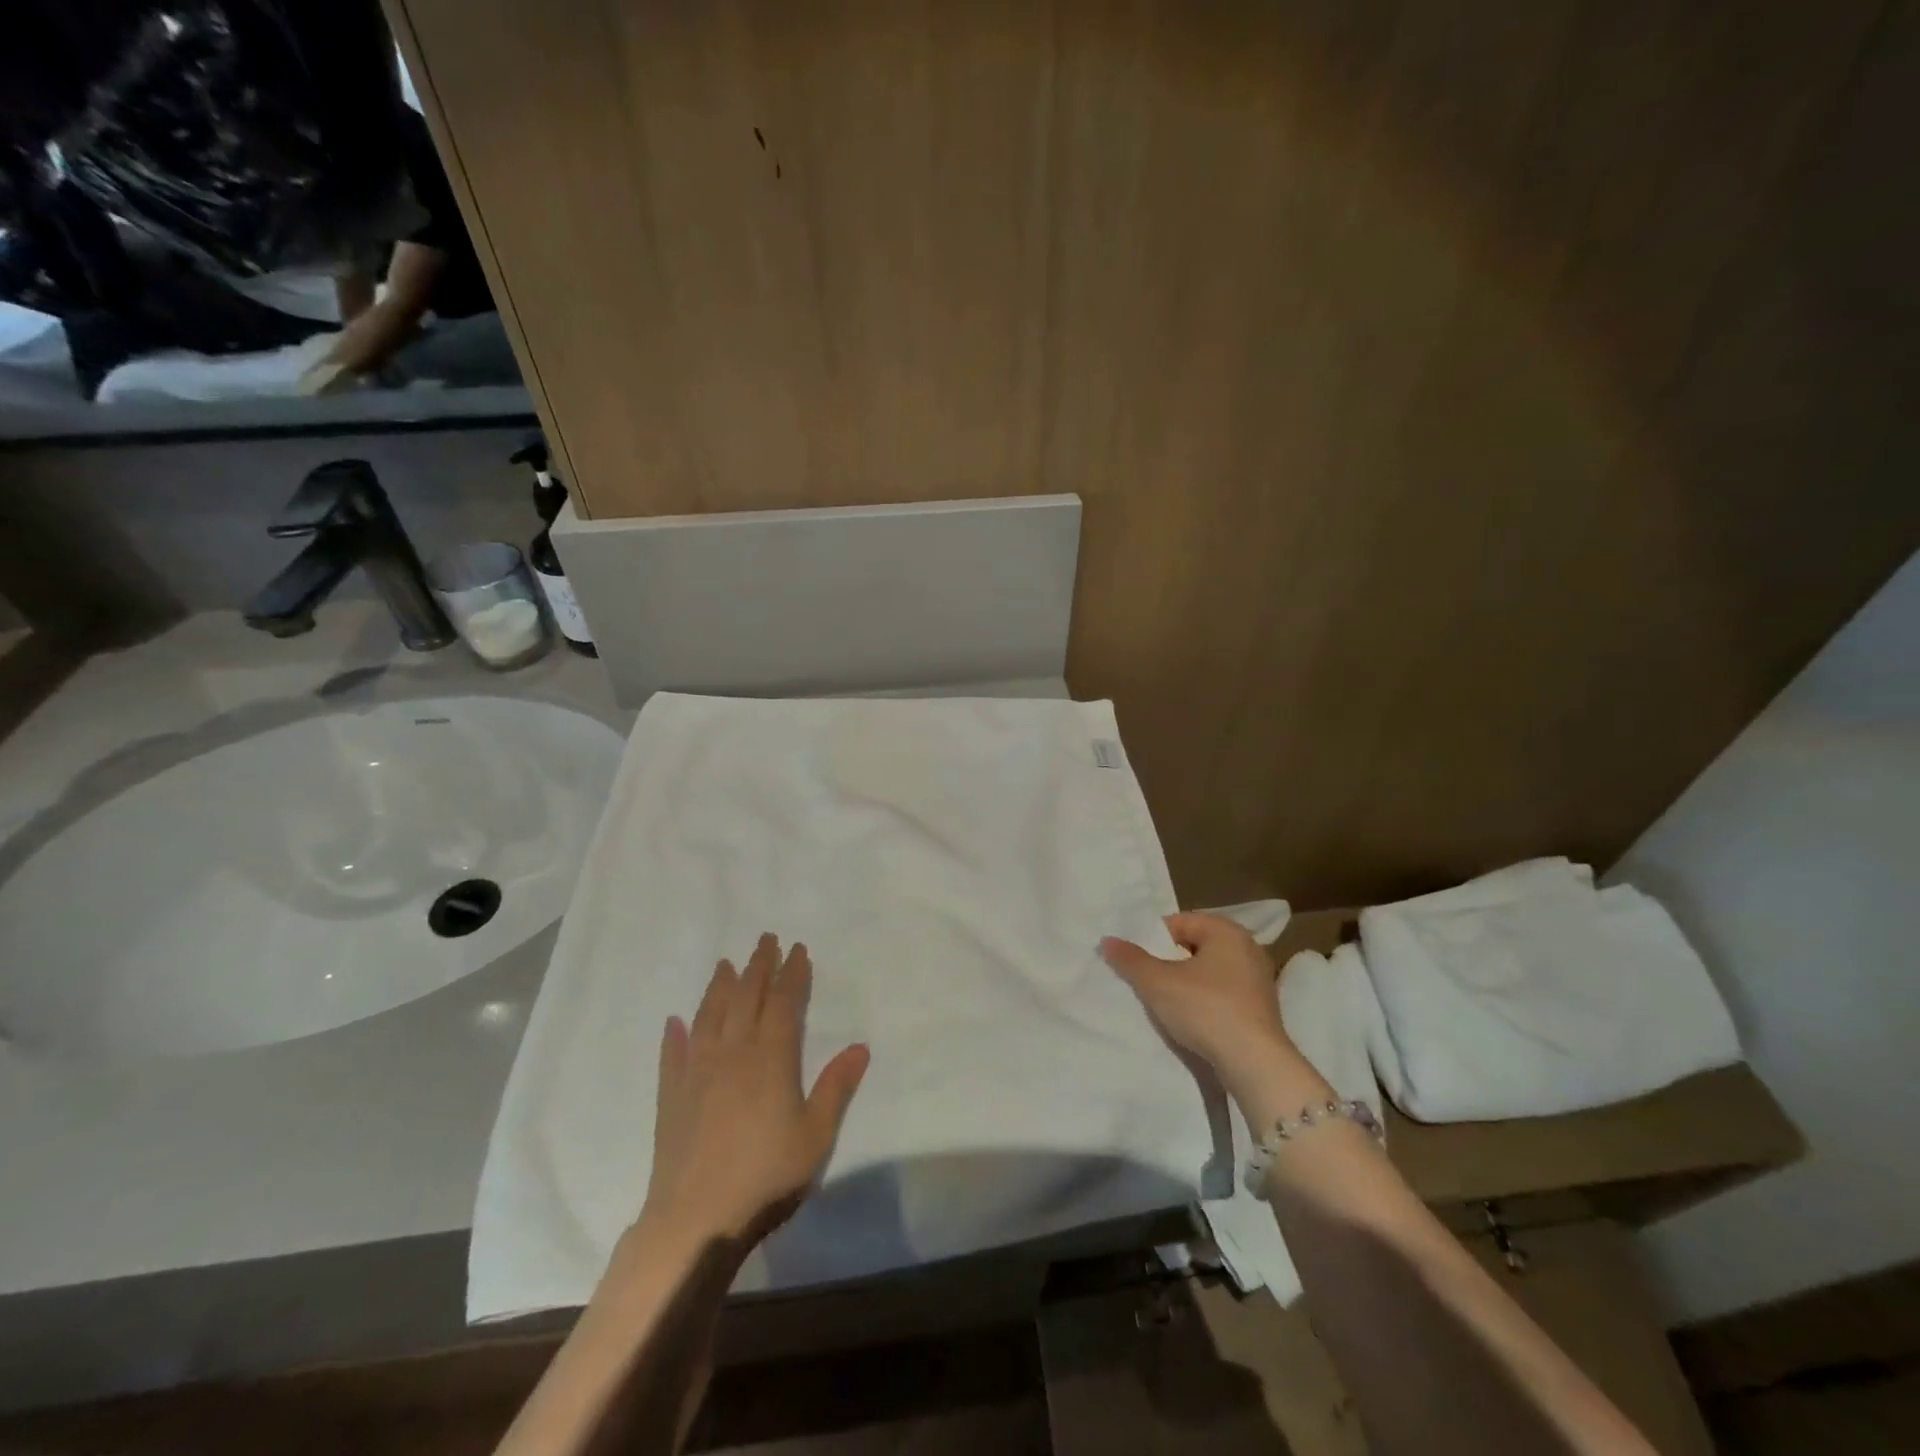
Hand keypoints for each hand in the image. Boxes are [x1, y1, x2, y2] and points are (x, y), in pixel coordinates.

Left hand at [639, 934, 868, 1248]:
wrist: (696, 1220)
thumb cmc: (766, 1177)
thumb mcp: (815, 1135)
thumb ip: (835, 1088)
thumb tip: (860, 1046)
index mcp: (770, 1059)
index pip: (783, 1003)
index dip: (792, 974)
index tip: (797, 949)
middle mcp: (732, 1053)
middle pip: (746, 998)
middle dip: (758, 966)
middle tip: (765, 940)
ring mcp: (697, 1072)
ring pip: (709, 1016)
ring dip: (719, 987)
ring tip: (726, 964)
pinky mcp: (671, 1097)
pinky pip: (672, 1055)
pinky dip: (675, 1035)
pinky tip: (675, 1021)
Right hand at [1101, 913, 1297, 1091]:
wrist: (1254, 1063)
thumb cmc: (1205, 1009)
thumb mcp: (1157, 982)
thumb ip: (1130, 959)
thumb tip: (1108, 940)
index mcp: (1227, 930)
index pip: (1179, 922)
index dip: (1153, 939)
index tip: (1137, 961)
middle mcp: (1248, 947)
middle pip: (1195, 945)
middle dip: (1170, 960)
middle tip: (1148, 979)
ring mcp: (1259, 978)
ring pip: (1210, 970)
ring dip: (1187, 981)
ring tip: (1166, 1000)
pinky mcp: (1263, 1007)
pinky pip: (1225, 992)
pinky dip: (1206, 999)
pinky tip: (1193, 1017)